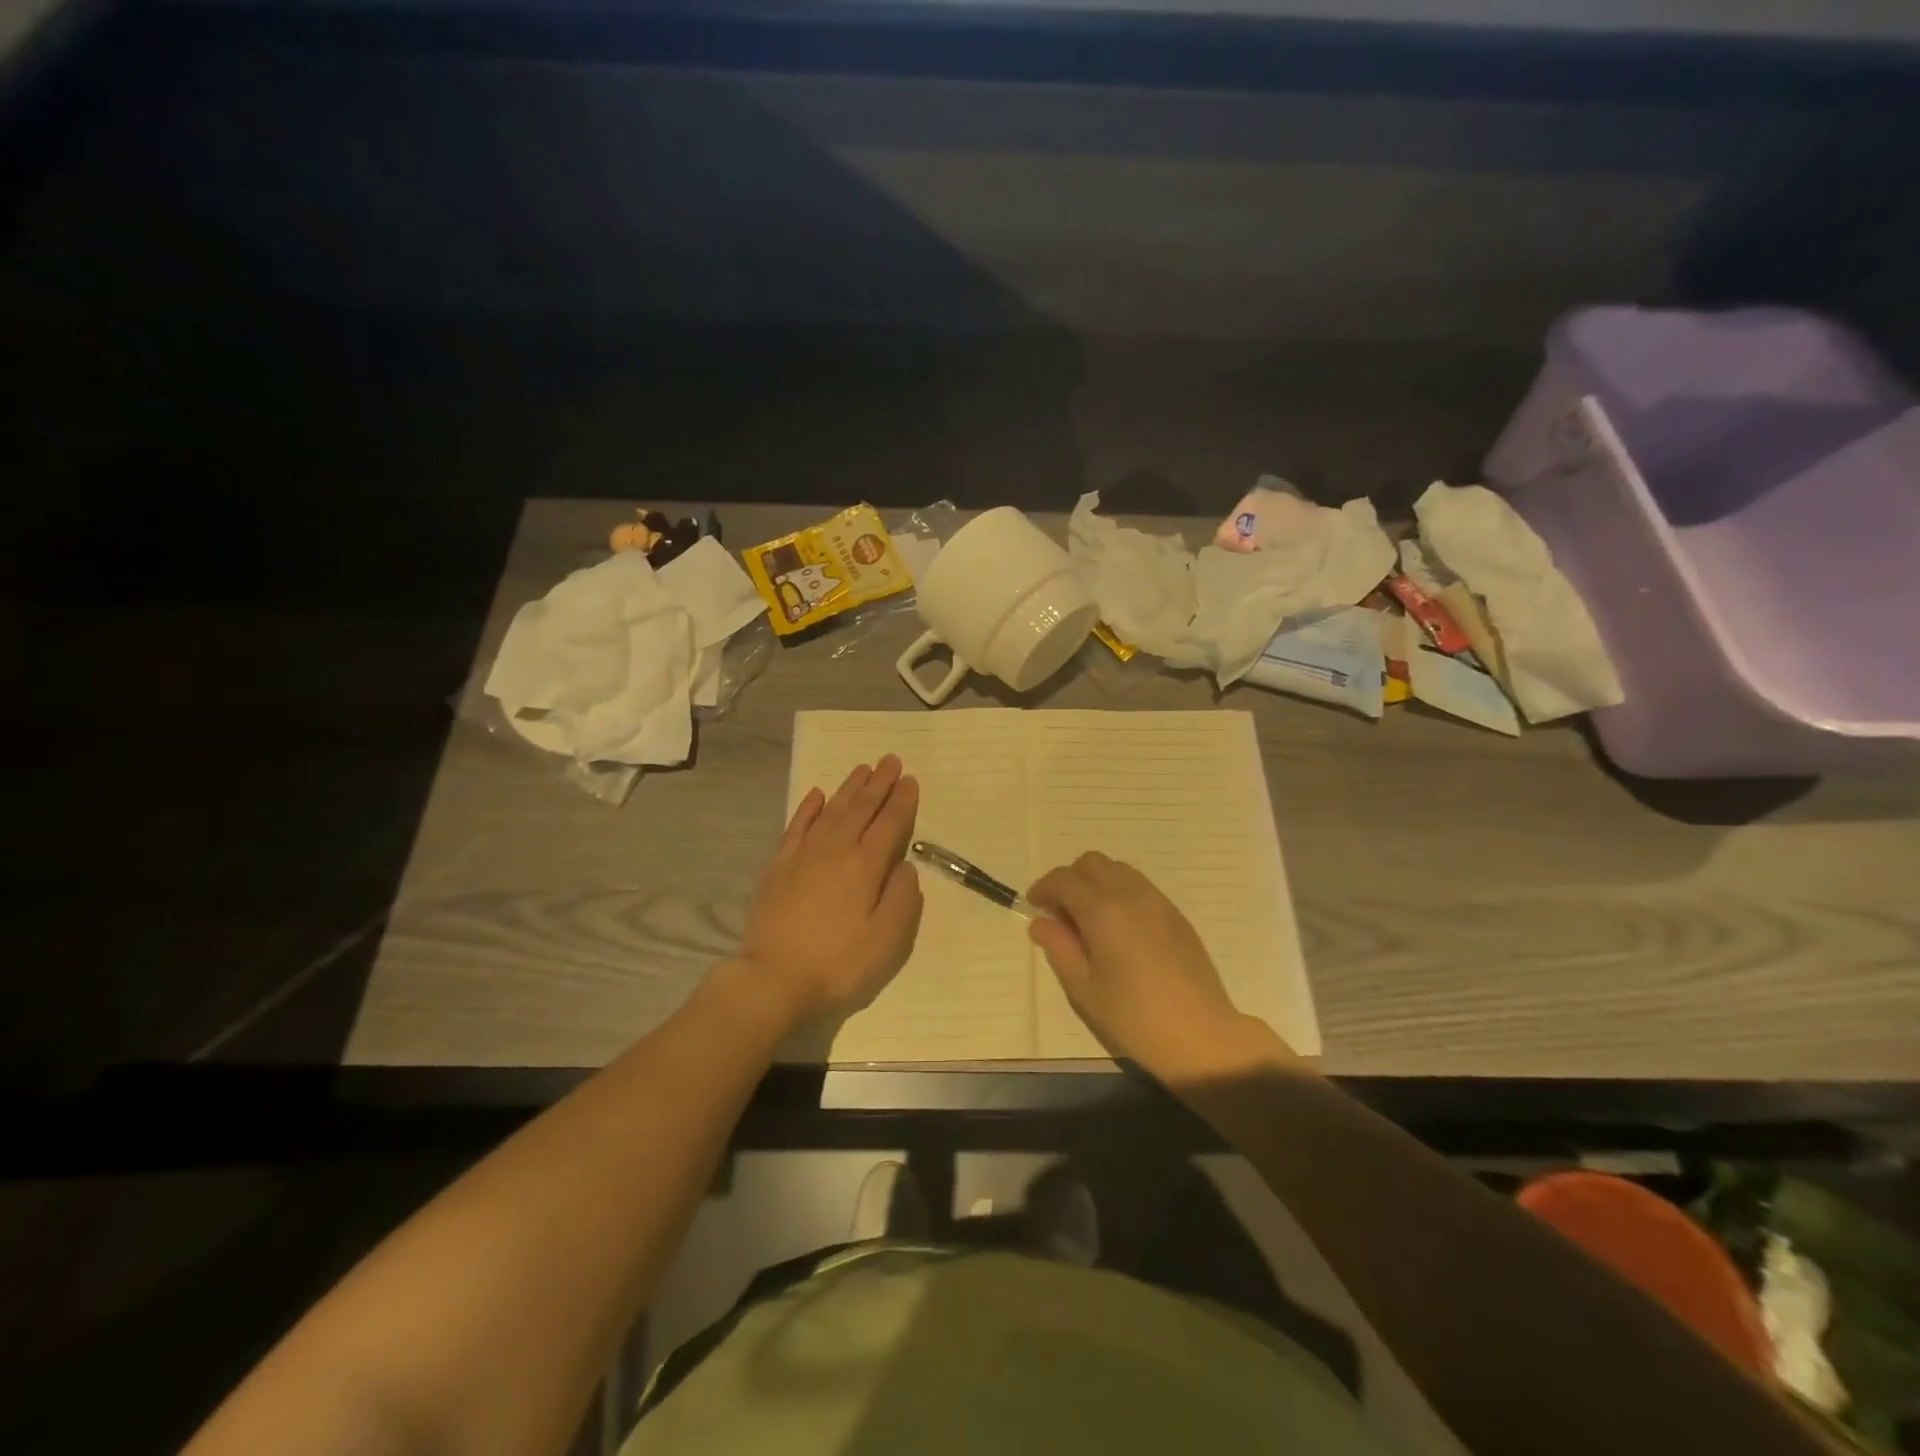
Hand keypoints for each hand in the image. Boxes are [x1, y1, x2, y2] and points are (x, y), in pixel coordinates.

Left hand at [729, 755, 923, 1034]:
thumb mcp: (886, 940)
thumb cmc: (838, 964)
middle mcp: (835, 850)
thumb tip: (905, 866)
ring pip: (831, 810)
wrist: (773, 978)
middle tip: (891, 760)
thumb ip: (902, 899)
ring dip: (848, 788)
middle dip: (879, 783)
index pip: (889, 824)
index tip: (910, 780)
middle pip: (861, 808)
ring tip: (862, 769)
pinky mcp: (779, 865)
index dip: (902, 801)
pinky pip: (796, 826)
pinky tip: (816, 794)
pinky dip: (808, 807)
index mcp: (865, 866)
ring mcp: (803, 855)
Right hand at [1027, 852, 1285, 1076]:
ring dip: (1097, 882)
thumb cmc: (1133, 1016)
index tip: (1034, 906)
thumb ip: (1058, 947)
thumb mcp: (1083, 988)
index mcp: (1103, 910)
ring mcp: (1158, 901)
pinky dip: (1120, 893)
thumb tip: (1041, 922)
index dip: (1043, 888)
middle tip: (1061, 913)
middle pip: (1092, 862)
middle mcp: (1131, 894)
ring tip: (1090, 920)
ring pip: (1119, 869)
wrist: (1200, 1034)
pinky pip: (1140, 886)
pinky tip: (1120, 929)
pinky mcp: (1176, 915)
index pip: (1064, 879)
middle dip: (1070, 879)